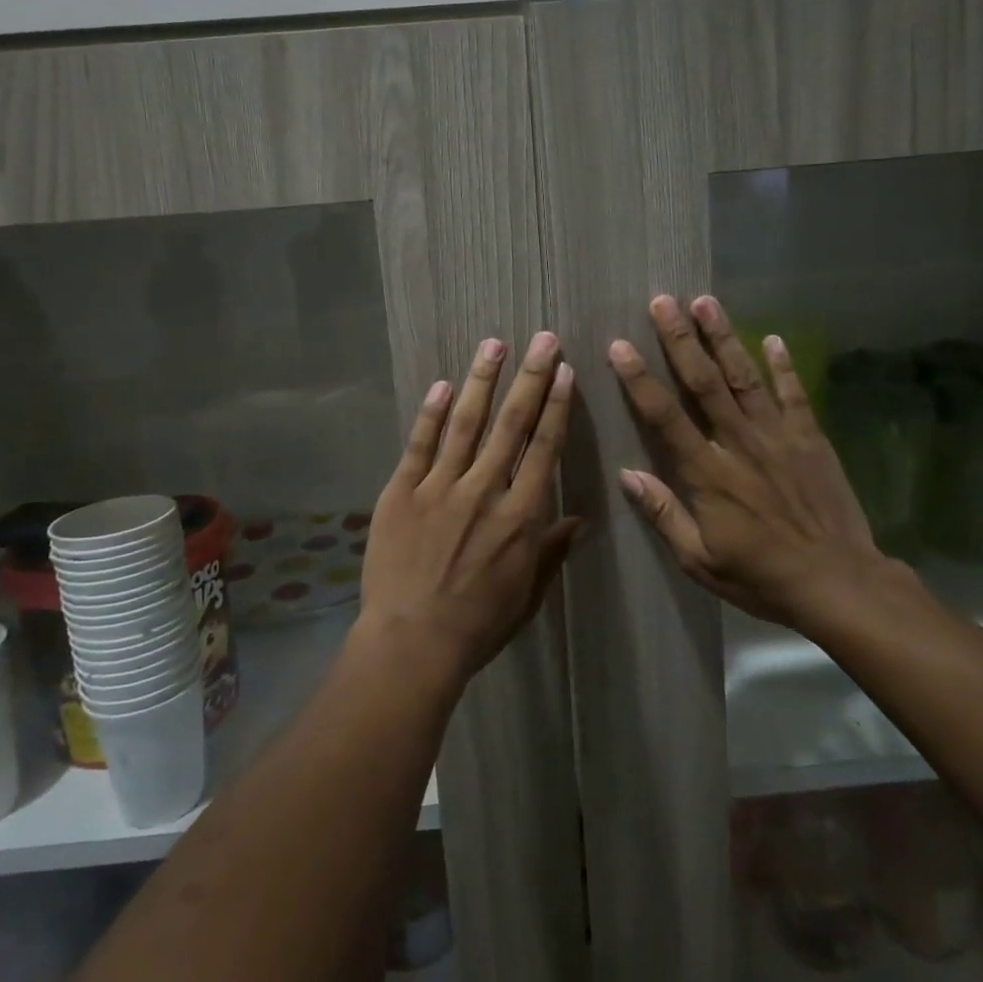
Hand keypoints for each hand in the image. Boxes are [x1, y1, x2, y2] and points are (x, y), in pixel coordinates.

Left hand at [359, 332, 580, 685]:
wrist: (412, 642)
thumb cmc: (478, 624)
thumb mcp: (528, 593)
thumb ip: (552, 551)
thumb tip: (580, 520)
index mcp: (521, 515)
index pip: (544, 448)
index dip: (557, 407)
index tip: (565, 372)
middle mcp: (485, 490)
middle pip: (512, 424)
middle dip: (530, 377)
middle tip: (542, 339)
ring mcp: (440, 487)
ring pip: (466, 423)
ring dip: (482, 381)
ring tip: (494, 343)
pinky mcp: (402, 492)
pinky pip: (420, 445)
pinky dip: (432, 413)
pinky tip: (443, 384)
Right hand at [610, 295, 909, 636]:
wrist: (839, 584)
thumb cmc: (761, 577)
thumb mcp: (699, 560)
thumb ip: (663, 513)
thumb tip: (626, 475)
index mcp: (708, 474)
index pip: (665, 416)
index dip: (640, 379)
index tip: (620, 345)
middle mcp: (740, 444)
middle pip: (704, 382)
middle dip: (680, 339)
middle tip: (662, 301)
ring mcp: (779, 437)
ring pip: (746, 377)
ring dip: (724, 338)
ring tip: (705, 302)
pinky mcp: (810, 439)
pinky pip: (794, 395)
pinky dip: (784, 366)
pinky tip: (774, 339)